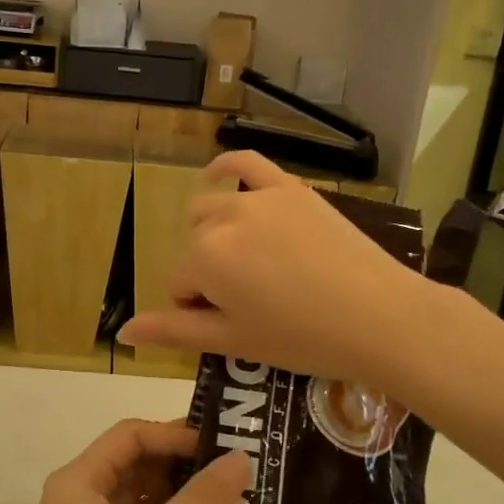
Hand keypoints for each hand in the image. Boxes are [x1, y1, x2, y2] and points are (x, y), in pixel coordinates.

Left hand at [4, 420, 250, 503]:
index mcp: (78, 481)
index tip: (220, 446)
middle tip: (234, 469)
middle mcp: (79, 498)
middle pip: (135, 462)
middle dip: (181, 463)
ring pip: (139, 495)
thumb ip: (199, 500)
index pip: (130, 435)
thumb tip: (243, 458)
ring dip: (179, 494)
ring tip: (230, 497)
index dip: (174, 434)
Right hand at [117, 151, 430, 391]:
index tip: (238, 323)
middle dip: (209, 273)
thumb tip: (123, 332)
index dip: (202, 308)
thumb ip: (172, 331)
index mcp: (204, 258)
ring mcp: (258, 198)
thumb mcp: (233, 341)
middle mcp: (223, 218)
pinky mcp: (290, 188)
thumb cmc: (303, 339)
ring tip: (247, 261)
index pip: (180, 284)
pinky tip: (215, 175)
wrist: (380, 316)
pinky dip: (225, 167)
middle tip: (250, 301)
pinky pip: (246, 162)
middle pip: (194, 247)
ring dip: (215, 234)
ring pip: (211, 210)